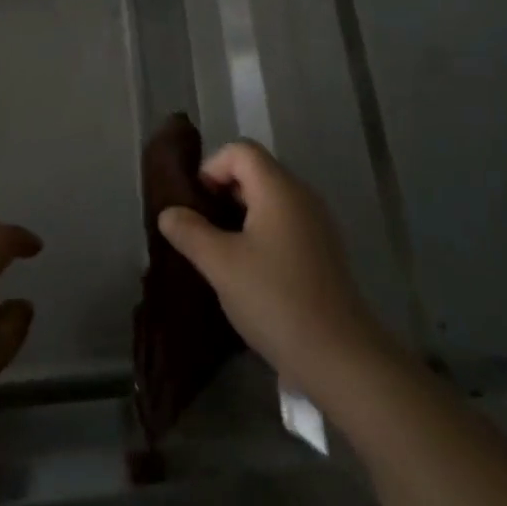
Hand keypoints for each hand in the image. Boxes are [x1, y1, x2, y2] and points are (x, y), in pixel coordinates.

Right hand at [158, 140, 394, 402]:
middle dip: (222, 193)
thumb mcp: (221, 264)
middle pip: (256, 171)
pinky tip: (247, 271)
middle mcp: (302, 196)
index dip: (211, 168)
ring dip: (239, 216)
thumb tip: (169, 213)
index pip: (241, 151)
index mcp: (279, 188)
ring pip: (270, 200)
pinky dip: (260, 234)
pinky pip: (284, 224)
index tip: (195, 206)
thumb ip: (190, 232)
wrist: (337, 355)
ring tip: (218, 252)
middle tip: (200, 230)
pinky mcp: (322, 251)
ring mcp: (317, 224)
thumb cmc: (274, 299)